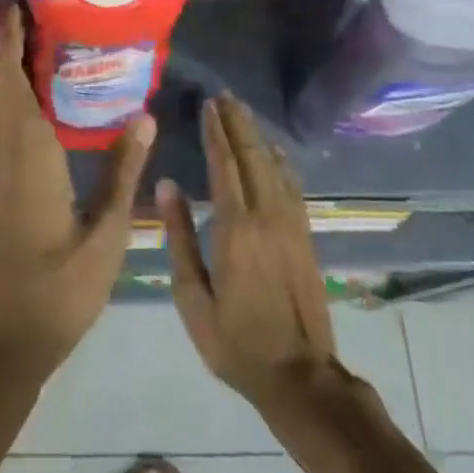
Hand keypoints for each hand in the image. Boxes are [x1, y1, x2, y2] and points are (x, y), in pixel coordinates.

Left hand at [0, 6, 154, 384]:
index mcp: (28, 157)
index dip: (11, 42)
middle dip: (3, 44)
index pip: (13, 82)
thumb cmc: (56, 293)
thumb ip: (122, 173)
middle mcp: (0, 154)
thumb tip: (143, 116)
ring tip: (25, 41)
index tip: (19, 6)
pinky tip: (20, 98)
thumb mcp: (105, 236)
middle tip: (27, 11)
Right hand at [160, 94, 338, 413]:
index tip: (208, 106)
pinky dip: (282, 163)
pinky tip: (275, 152)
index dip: (216, 133)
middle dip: (238, 124)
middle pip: (253, 157)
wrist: (299, 376)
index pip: (225, 166)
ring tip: (243, 113)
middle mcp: (267, 217)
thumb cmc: (235, 341)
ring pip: (275, 168)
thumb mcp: (193, 297)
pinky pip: (293, 187)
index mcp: (235, 229)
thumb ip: (180, 237)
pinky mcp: (305, 237)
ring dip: (258, 137)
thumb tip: (167, 185)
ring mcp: (292, 225)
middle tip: (224, 97)